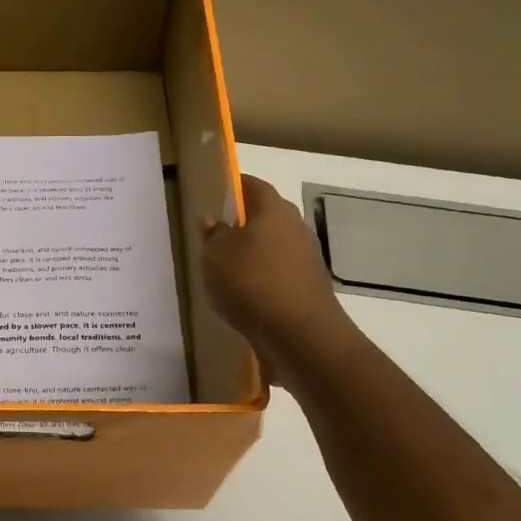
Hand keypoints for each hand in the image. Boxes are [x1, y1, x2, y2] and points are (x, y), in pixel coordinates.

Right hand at [201, 176, 353, 389]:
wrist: (299, 335)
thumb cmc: (251, 283)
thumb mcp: (215, 256)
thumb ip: (212, 236)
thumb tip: (212, 221)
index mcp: (273, 210)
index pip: (253, 186)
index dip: (233, 186)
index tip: (215, 194)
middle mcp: (295, 228)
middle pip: (265, 218)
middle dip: (241, 225)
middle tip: (214, 238)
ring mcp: (306, 260)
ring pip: (272, 249)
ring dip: (252, 257)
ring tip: (224, 273)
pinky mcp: (308, 289)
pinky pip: (278, 277)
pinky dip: (261, 282)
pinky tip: (244, 298)